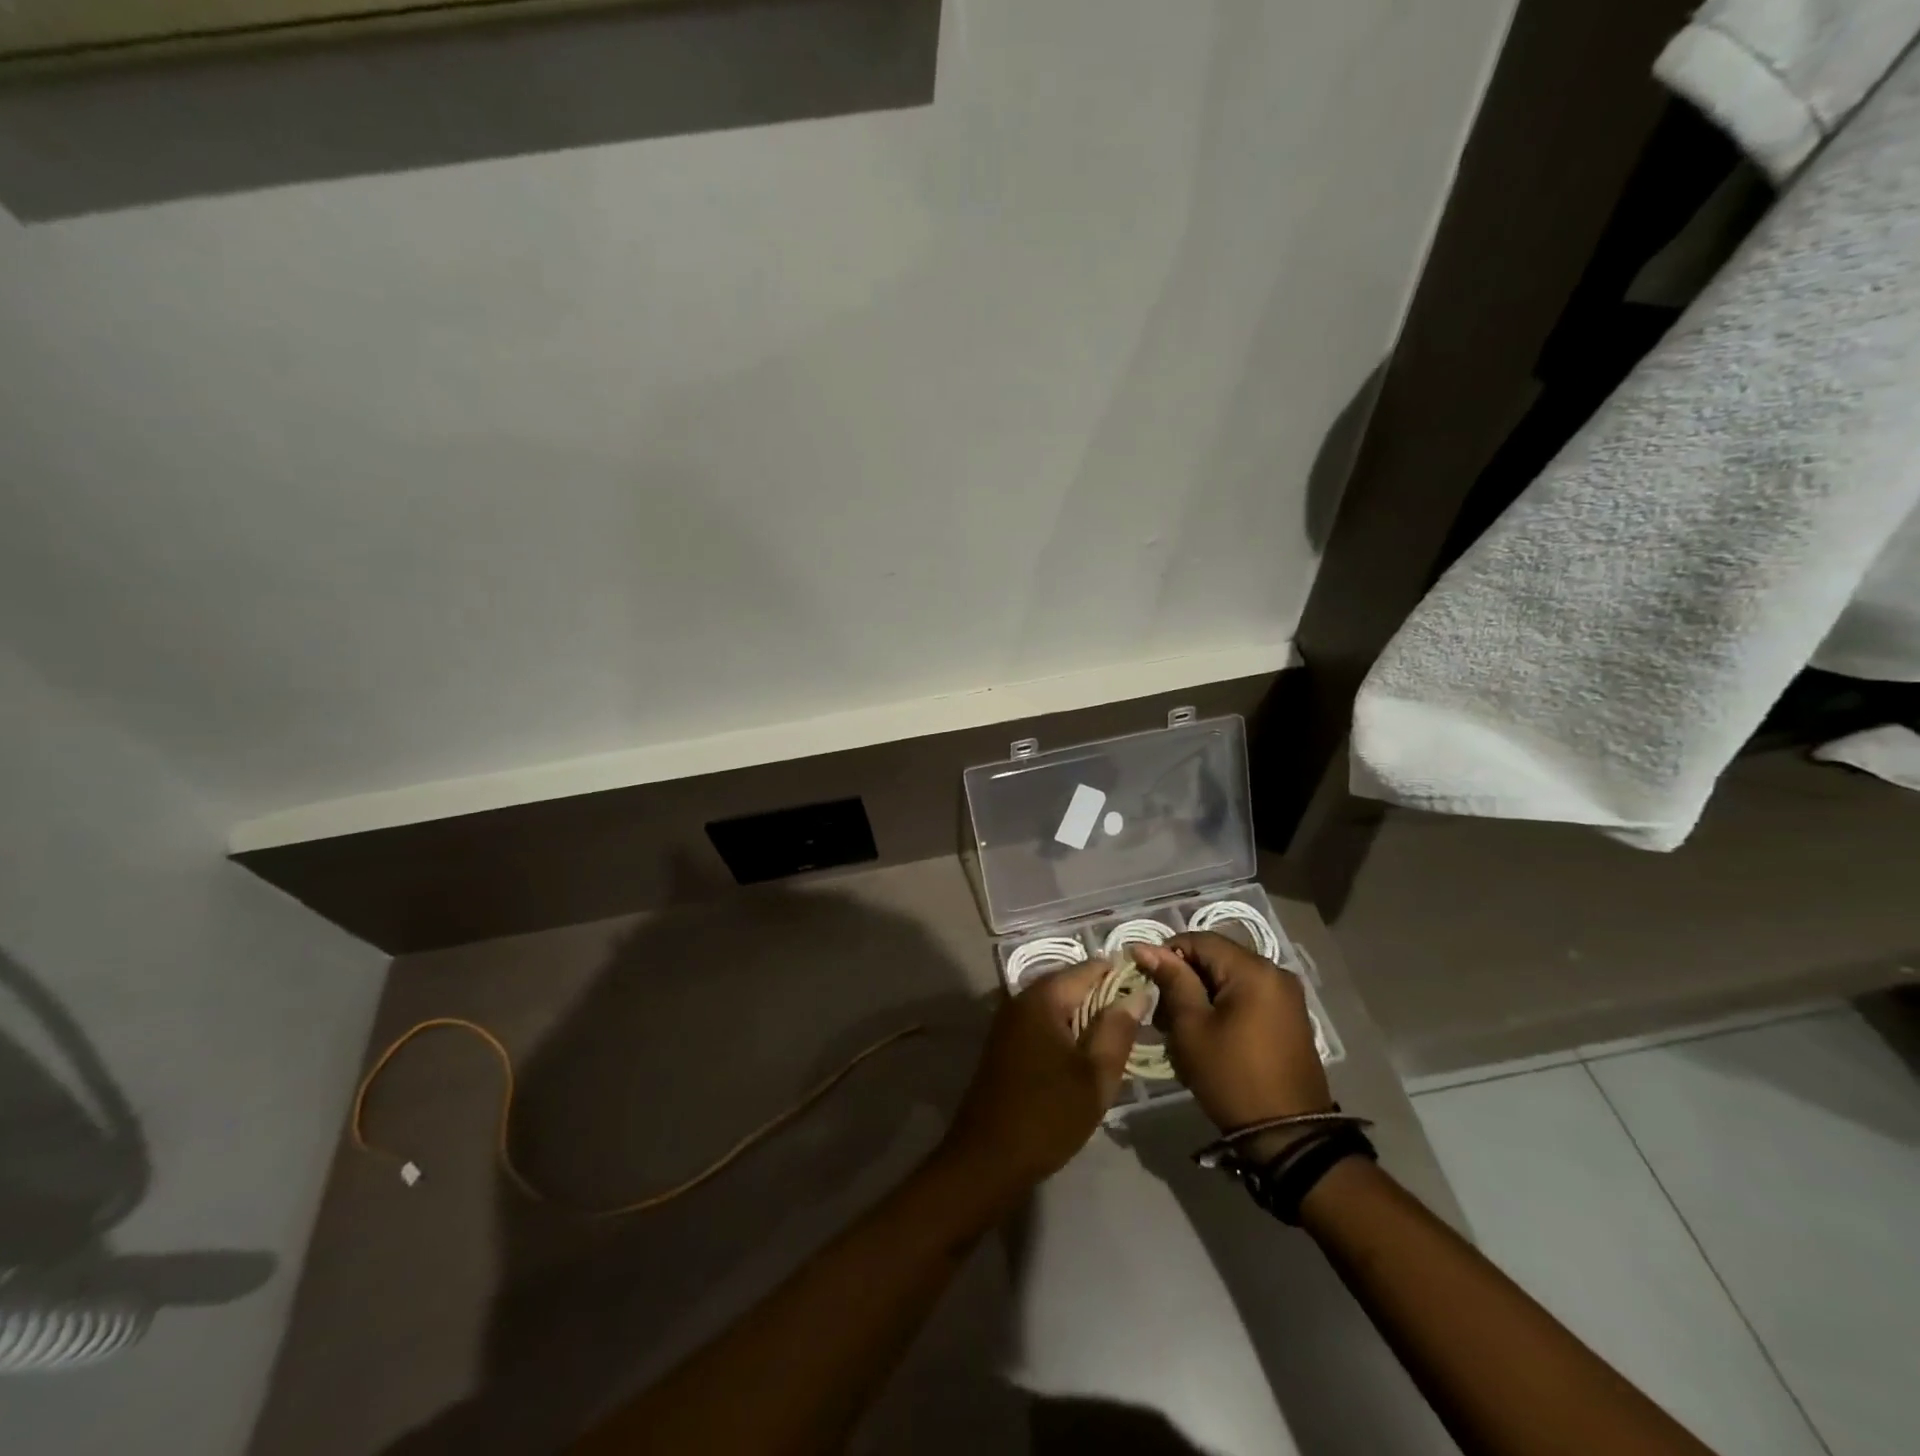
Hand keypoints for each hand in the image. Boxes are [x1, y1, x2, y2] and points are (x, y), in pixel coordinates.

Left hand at [936, 962, 1145, 1203]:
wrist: (988, 1158)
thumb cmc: (1048, 1115)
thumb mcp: (1096, 1075)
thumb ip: (1118, 1029)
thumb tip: (1136, 992)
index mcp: (1043, 997)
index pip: (1090, 968)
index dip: (1122, 977)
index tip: (1150, 997)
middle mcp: (1022, 998)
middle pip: (1073, 984)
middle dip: (1105, 1000)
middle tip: (1136, 1028)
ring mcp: (1010, 1021)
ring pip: (1059, 1007)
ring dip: (1087, 1020)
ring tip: (1115, 1047)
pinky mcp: (1006, 1044)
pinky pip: (1044, 1024)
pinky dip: (1067, 1034)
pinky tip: (1084, 1061)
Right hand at [1131, 932, 1331, 1144]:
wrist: (1288, 1136)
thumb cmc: (1231, 1077)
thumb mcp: (1192, 1027)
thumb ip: (1172, 980)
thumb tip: (1145, 947)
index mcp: (1253, 969)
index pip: (1199, 940)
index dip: (1167, 954)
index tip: (1147, 981)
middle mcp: (1275, 972)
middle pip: (1216, 957)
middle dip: (1184, 978)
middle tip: (1162, 1013)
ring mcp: (1286, 995)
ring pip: (1229, 977)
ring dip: (1202, 993)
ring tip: (1182, 1028)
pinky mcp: (1289, 1017)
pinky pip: (1247, 995)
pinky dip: (1223, 1005)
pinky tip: (1209, 1033)